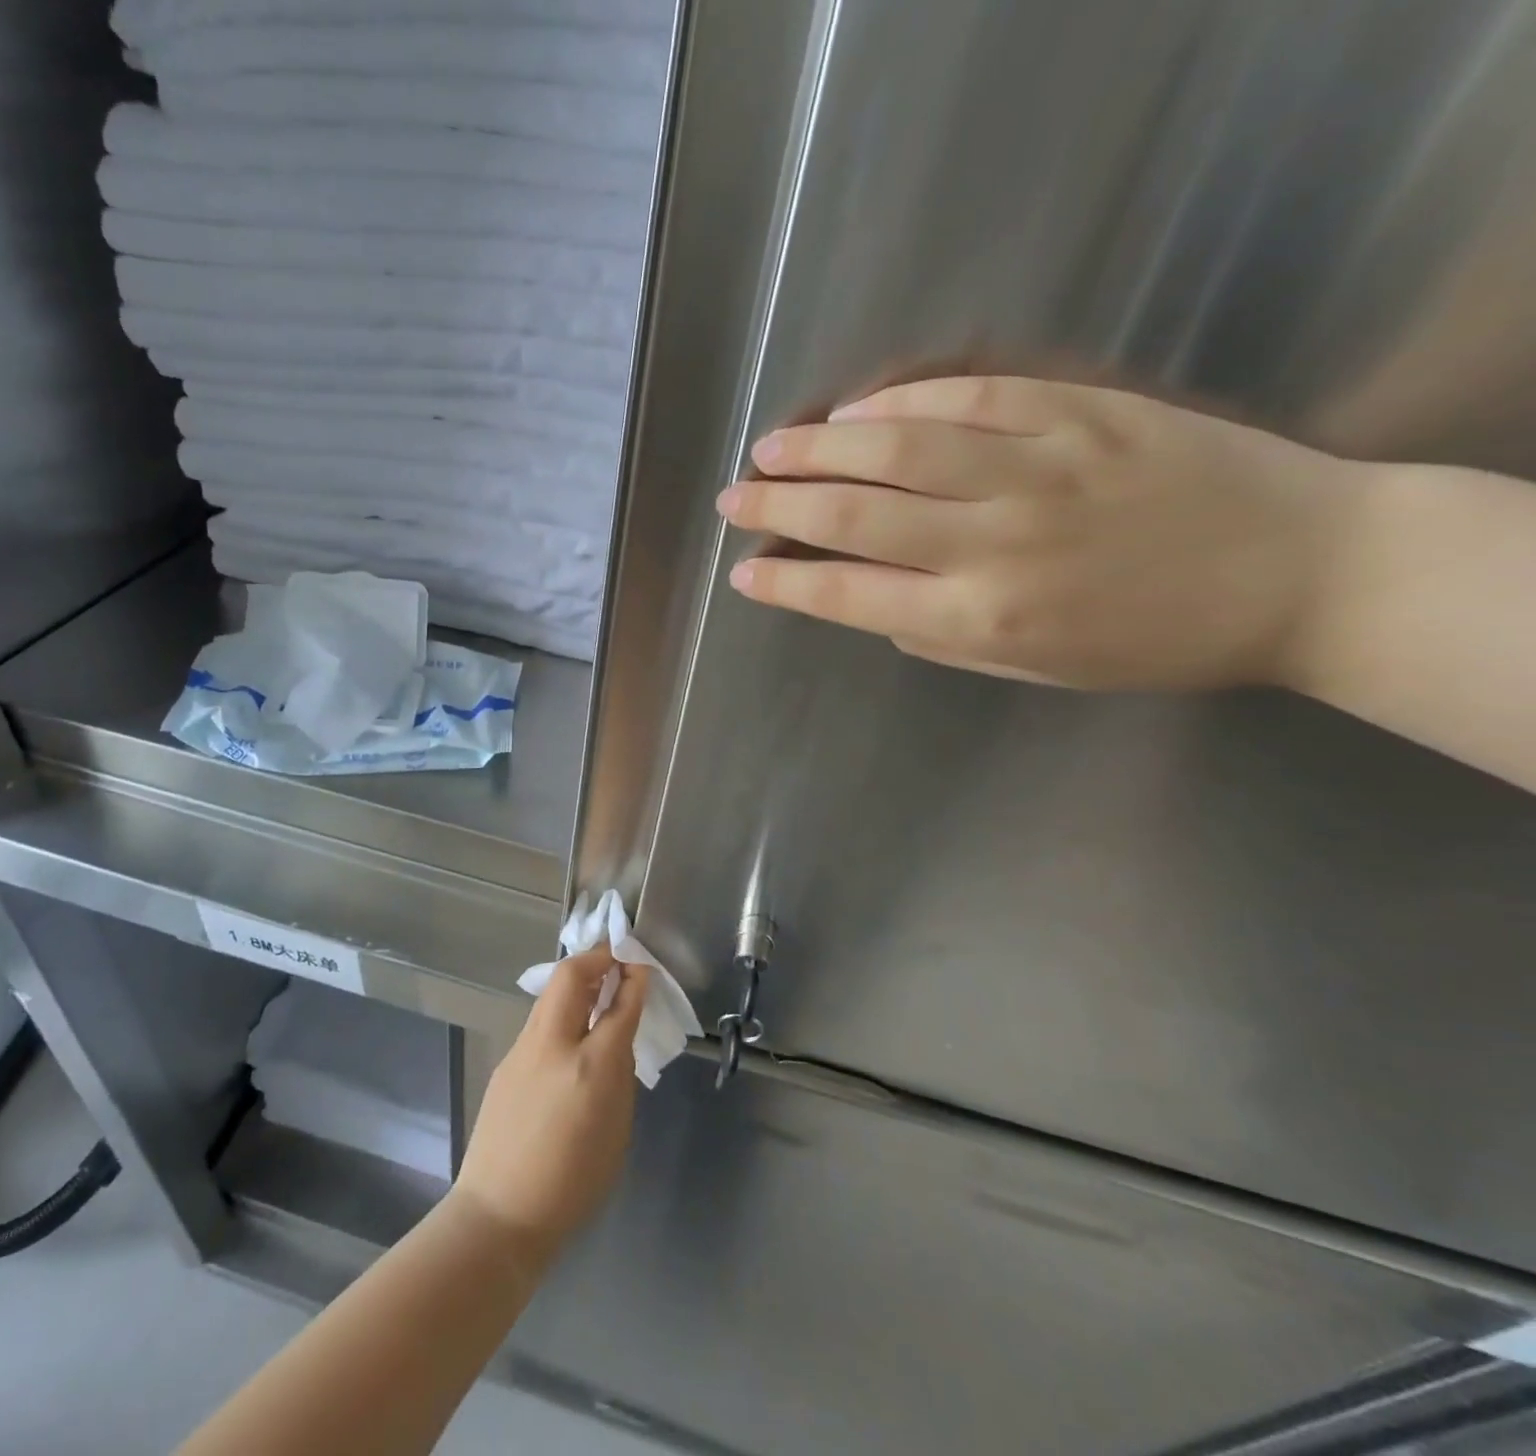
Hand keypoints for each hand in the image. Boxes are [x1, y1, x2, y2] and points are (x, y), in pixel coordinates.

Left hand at [449, 946, 646, 1269]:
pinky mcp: (506, 1061)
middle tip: (617, 957)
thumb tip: (614, 1041)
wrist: (500, 1212)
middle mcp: (553, 1045)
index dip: (634, 978)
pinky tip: (570, 1029)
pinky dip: (560, 1010)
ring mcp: (523, 1049)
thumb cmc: (574, 1184)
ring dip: (576, 981)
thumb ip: (619, 1075)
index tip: (641, 963)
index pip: (618, 1005)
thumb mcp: (617, 1130)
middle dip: (597, 957)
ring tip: (597, 986)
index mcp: (591, 1067)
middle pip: (572, 976)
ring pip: (551, 994)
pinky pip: (539, 1022)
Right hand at [718, 375, 1368, 690]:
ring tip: (770, 449)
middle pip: (857, 516)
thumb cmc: (1151, 640)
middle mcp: (996, 543)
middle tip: (733, 501)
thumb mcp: (1032, 670)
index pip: (850, 597)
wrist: (1300, 570)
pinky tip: (856, 411)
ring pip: (900, 449)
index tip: (743, 573)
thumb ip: (940, 635)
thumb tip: (869, 600)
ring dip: (820, 449)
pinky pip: (970, 398)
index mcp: (983, 618)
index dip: (786, 585)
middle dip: (779, 508)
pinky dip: (901, 403)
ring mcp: (1038, 470)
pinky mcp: (1080, 413)